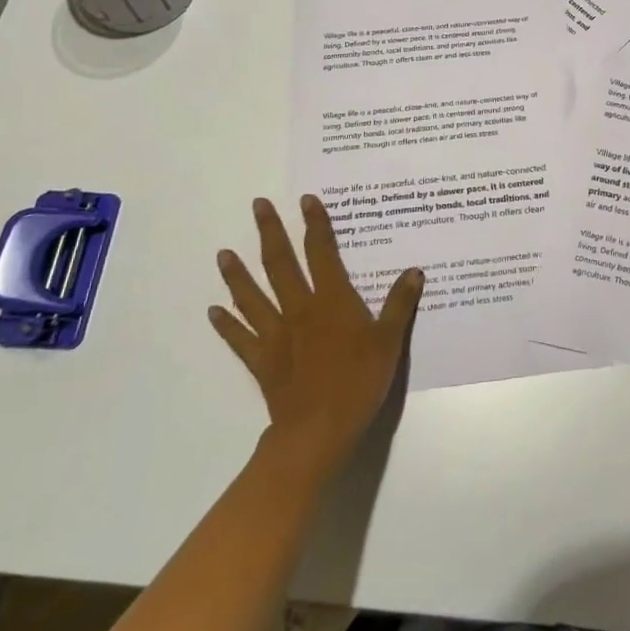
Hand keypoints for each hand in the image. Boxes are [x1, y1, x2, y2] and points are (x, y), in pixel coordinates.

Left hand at [208, 195, 423, 479]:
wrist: (319, 430)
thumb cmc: (359, 381)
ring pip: (253, 297)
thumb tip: (415, 271)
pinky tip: (214, 311)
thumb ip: (399, 304)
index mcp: (332, 300)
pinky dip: (226, 325)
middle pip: (281, 264)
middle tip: (258, 205)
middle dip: (270, 232)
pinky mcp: (263, 362)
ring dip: (237, 274)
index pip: (322, 252)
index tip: (306, 199)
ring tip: (223, 253)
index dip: (315, 224)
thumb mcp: (390, 341)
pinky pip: (240, 339)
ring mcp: (277, 335)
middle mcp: (300, 309)